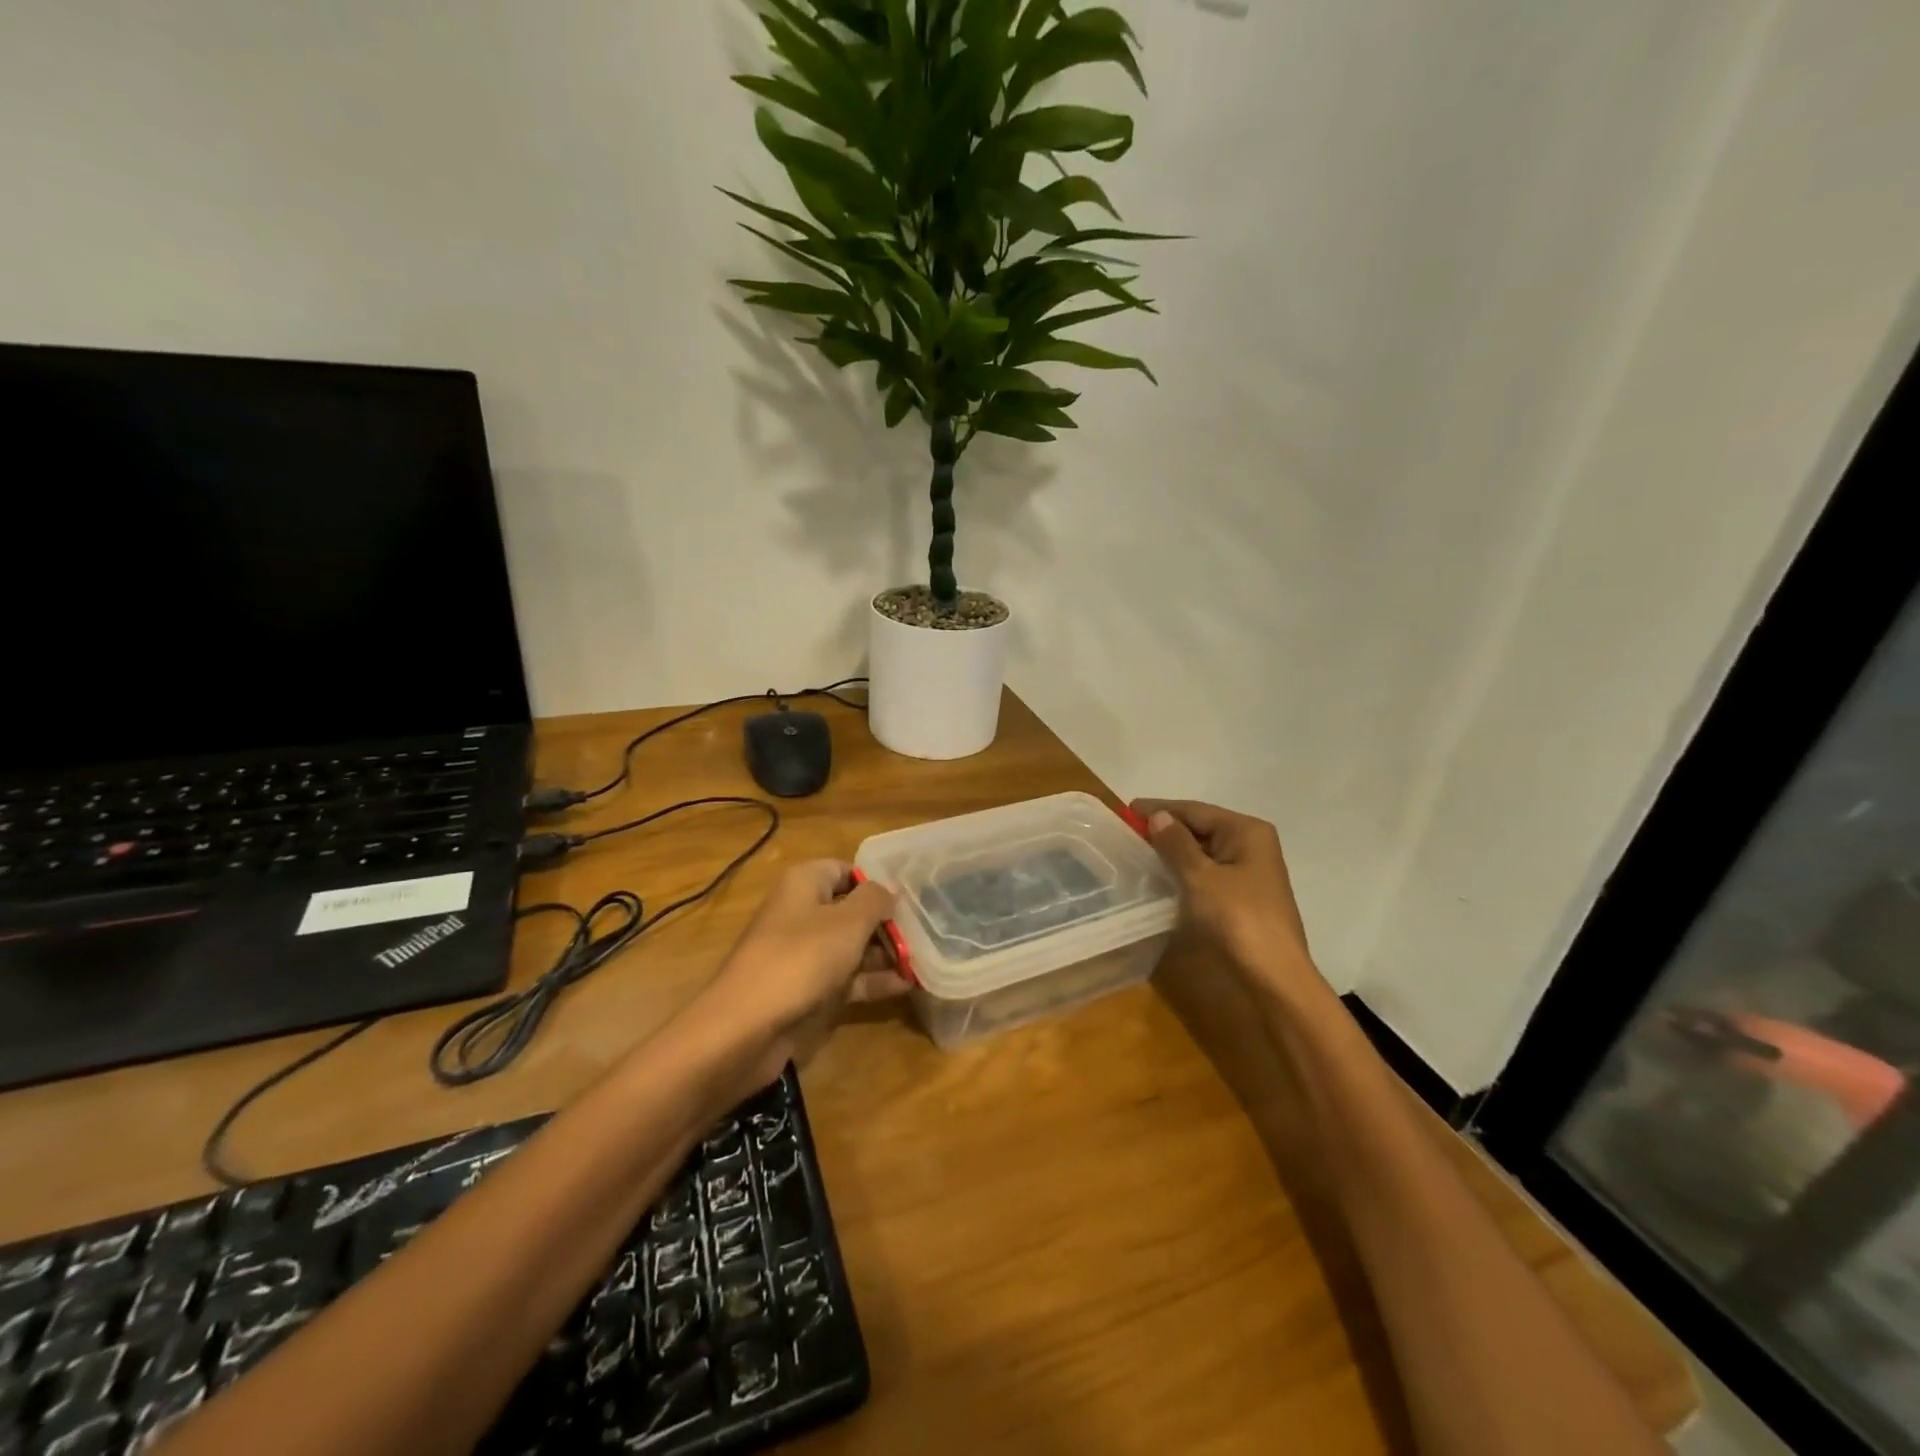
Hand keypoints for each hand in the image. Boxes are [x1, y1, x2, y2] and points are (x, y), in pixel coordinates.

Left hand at [700, 860, 910, 1080]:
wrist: (745, 1028)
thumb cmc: (800, 960)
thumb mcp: (847, 923)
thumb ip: (874, 900)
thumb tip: (889, 888)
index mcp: (804, 884)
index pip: (845, 870)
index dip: (876, 882)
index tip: (911, 897)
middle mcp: (801, 913)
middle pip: (851, 909)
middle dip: (886, 921)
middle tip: (926, 932)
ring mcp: (802, 954)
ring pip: (850, 946)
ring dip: (884, 953)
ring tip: (923, 959)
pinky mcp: (805, 990)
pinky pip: (845, 978)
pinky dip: (872, 980)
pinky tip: (906, 985)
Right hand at [1134, 799, 1323, 1001]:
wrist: (1273, 975)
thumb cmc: (1238, 918)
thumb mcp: (1201, 877)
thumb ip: (1177, 844)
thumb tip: (1158, 817)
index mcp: (1246, 831)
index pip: (1196, 810)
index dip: (1160, 809)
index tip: (1127, 810)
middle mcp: (1252, 844)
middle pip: (1202, 827)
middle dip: (1166, 829)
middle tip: (1129, 832)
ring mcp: (1250, 871)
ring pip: (1204, 851)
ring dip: (1174, 851)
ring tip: (1139, 851)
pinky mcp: (1244, 895)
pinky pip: (1208, 871)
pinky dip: (1185, 870)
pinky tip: (1163, 876)